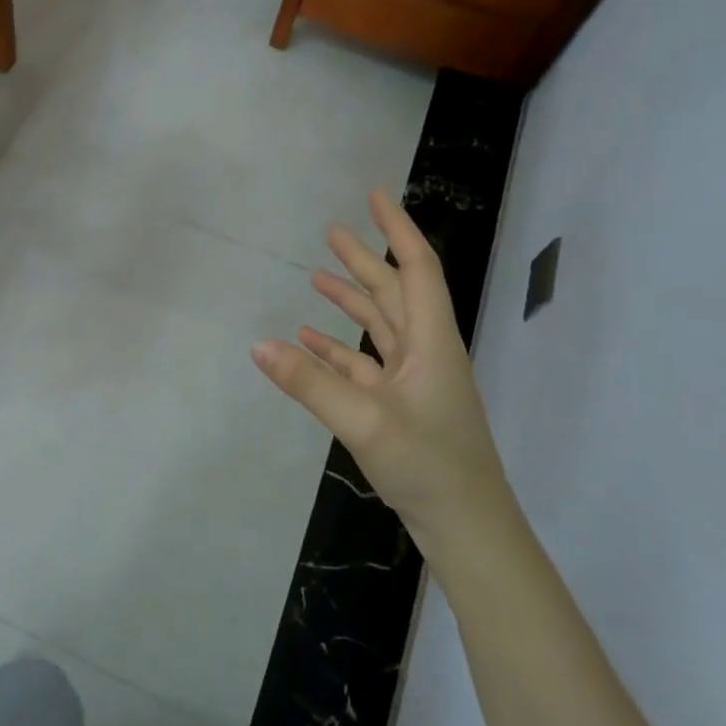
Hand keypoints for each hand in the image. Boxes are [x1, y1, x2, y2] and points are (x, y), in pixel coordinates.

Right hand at [252, 190, 522, 563]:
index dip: (397, 230)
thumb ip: (310, 383)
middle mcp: (424, 353)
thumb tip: (258, 345)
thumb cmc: (429, 466)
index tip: (376, 196)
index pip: (417, 270)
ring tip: (317, 276)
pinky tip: (308, 341)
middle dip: (365, 259)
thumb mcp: (364, 422)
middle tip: (332, 230)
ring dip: (350, 301)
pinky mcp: (398, 407)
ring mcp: (412, 382)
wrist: (467, 528)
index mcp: (430, 343)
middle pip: (393, 293)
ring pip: (379, 327)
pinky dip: (337, 349)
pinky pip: (363, 364)